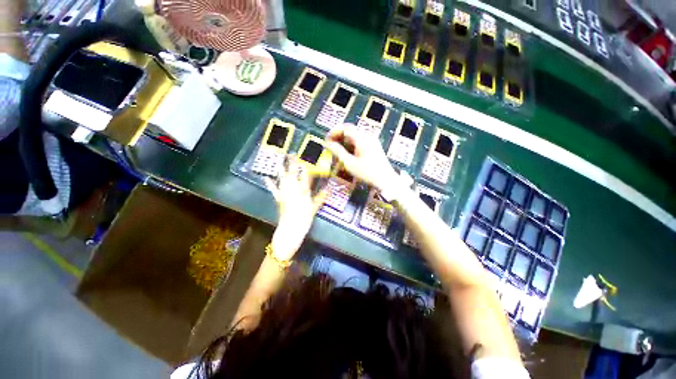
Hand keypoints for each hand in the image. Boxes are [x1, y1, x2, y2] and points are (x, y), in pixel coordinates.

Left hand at [264, 156, 327, 259]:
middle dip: (293, 163)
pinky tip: (266, 177)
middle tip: (291, 153)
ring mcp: (285, 193)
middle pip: (293, 173)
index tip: (307, 157)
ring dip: (281, 169)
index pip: (306, 175)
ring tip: (278, 160)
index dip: (306, 165)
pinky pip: (273, 189)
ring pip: (283, 178)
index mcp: (304, 191)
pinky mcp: (279, 198)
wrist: (291, 229)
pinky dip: (270, 183)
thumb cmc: (304, 219)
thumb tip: (329, 189)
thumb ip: (321, 197)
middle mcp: (294, 189)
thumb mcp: (314, 208)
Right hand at [325, 125, 398, 192]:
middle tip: (330, 146)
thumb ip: (338, 151)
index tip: (326, 139)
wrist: (386, 181)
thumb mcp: (350, 163)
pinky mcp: (374, 147)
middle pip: (350, 131)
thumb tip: (328, 143)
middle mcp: (368, 136)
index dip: (334, 132)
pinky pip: (360, 142)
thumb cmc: (368, 173)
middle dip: (338, 137)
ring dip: (344, 141)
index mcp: (362, 138)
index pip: (345, 128)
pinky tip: (348, 154)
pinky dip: (351, 145)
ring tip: (337, 151)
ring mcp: (372, 141)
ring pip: (354, 136)